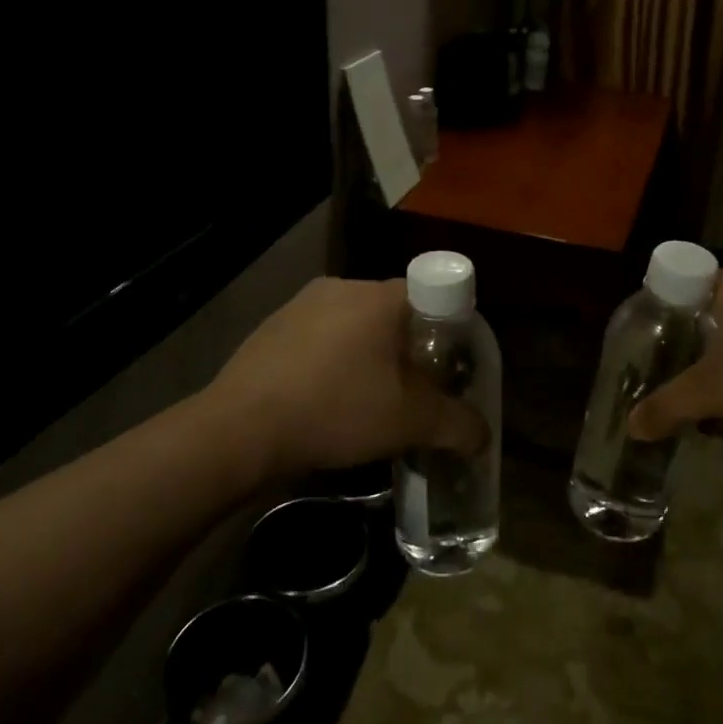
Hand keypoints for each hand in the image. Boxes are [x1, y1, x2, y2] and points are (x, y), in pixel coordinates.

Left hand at [205, 277, 486, 476]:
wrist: (240, 429)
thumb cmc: (336, 411)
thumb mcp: (411, 423)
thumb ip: (458, 425)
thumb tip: (483, 437)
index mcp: (379, 296)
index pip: (433, 295)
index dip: (448, 332)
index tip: (445, 369)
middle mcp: (341, 287)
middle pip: (393, 312)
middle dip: (408, 349)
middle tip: (411, 391)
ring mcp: (300, 304)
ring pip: (353, 325)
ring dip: (367, 355)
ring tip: (365, 401)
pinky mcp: (271, 327)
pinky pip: (319, 338)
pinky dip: (331, 361)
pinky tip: (324, 401)